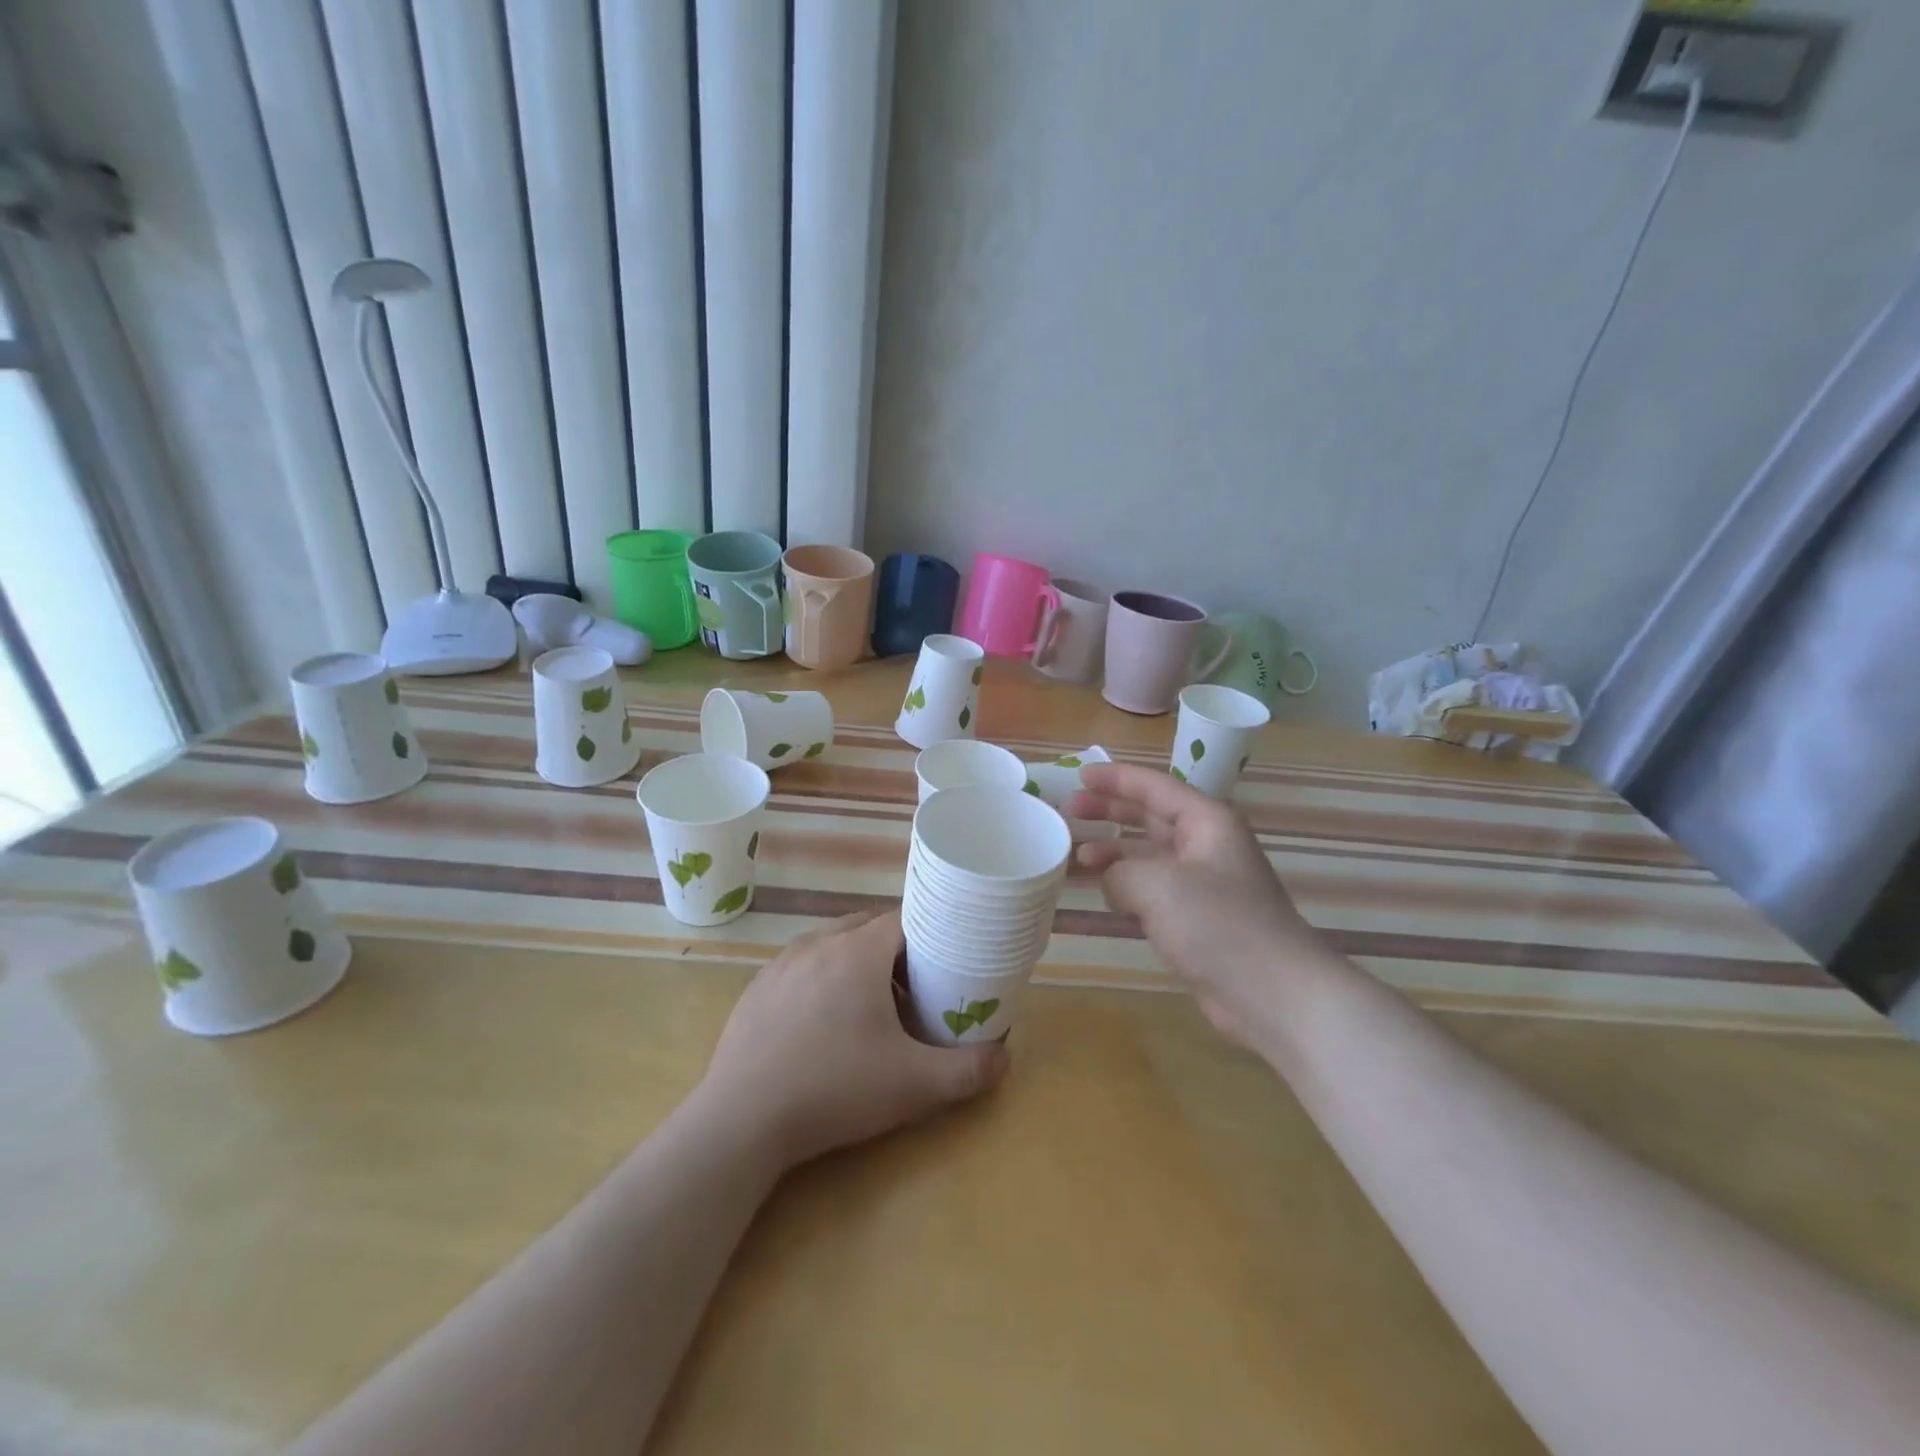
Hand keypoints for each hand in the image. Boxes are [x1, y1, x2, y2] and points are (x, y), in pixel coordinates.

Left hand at [699, 909, 1008, 1170]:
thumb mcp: (913, 1085)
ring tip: (872, 1006)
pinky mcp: (757, 988)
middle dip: (897, 950)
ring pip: (833, 944)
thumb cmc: (834, 1089)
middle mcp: (818, 943)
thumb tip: (1005, 1060)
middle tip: (916, 989)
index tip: (946, 963)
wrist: (741, 1121)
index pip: (905, 918)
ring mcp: (781, 963)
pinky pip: (802, 967)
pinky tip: (823, 1024)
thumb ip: (967, 1071)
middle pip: (869, 927)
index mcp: (858, 950)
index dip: (931, 935)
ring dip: (858, 962)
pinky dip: (823, 979)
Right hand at [1069, 762, 1329, 1053]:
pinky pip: (1152, 889)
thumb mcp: (1157, 885)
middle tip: (1068, 811)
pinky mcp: (1197, 918)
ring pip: (1148, 855)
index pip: (1153, 786)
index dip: (1114, 778)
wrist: (1272, 992)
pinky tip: (1101, 895)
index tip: (1079, 776)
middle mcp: (1206, 844)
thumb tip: (1111, 880)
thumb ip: (1120, 872)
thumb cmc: (1217, 924)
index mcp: (1206, 821)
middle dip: (1109, 811)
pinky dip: (1125, 887)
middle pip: (1149, 816)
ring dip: (1112, 853)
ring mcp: (1202, 882)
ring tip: (1075, 858)